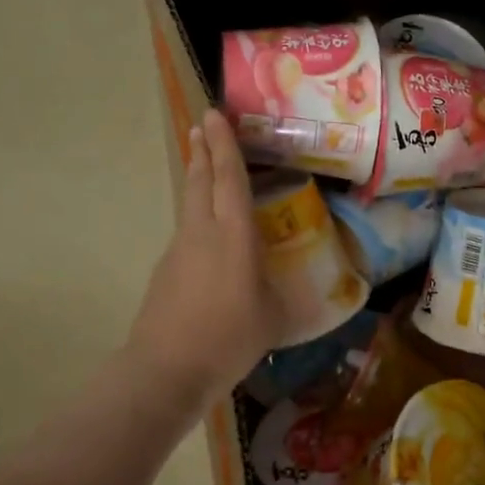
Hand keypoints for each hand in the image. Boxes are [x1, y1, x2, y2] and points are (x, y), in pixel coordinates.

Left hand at [127, 110, 284, 411]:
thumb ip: (292, 301)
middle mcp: (202, 233)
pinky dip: (196, 222)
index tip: (215, 115)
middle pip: (199, 181)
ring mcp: (178, 252)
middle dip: (202, 151)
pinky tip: (208, 240)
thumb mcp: (275, 319)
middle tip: (202, 126)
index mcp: (234, 236)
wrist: (166, 370)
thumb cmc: (229, 339)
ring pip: (189, 205)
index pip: (229, 179)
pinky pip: (186, 234)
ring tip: (205, 170)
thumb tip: (319, 300)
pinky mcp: (165, 272)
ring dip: (196, 182)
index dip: (225, 145)